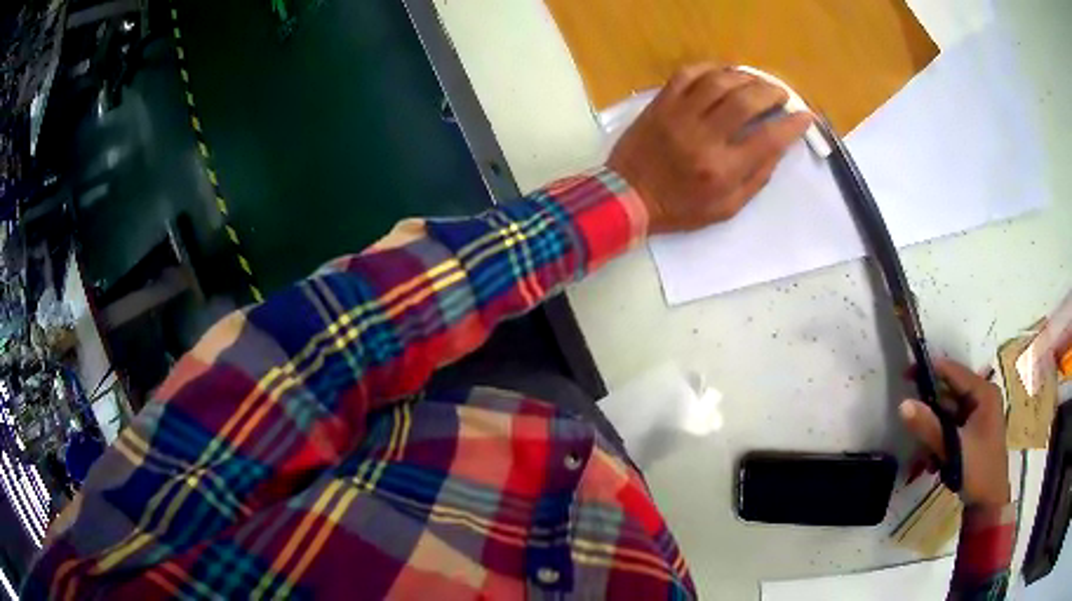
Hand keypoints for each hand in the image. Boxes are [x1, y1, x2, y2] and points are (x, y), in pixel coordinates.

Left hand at [606, 64, 811, 233]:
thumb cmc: (680, 208)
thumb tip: (779, 147)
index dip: (793, 125)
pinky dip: (710, 68)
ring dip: (745, 76)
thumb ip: (756, 178)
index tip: (805, 116)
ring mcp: (679, 116)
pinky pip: (687, 74)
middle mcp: (704, 138)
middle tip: (782, 94)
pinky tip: (723, 72)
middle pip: (746, 101)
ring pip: (718, 81)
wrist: (626, 196)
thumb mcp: (726, 208)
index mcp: (723, 170)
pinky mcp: (660, 103)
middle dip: (772, 92)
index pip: (769, 139)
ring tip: (756, 81)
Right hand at [899, 358, 1010, 507]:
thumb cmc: (977, 471)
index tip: (905, 376)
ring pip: (949, 415)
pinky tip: (935, 463)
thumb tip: (903, 404)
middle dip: (930, 414)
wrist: (990, 504)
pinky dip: (941, 443)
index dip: (929, 371)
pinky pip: (953, 429)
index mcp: (984, 393)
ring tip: (926, 459)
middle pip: (950, 395)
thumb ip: (929, 427)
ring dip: (934, 434)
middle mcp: (983, 398)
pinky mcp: (975, 432)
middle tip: (912, 429)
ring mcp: (980, 416)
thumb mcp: (953, 449)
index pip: (953, 372)